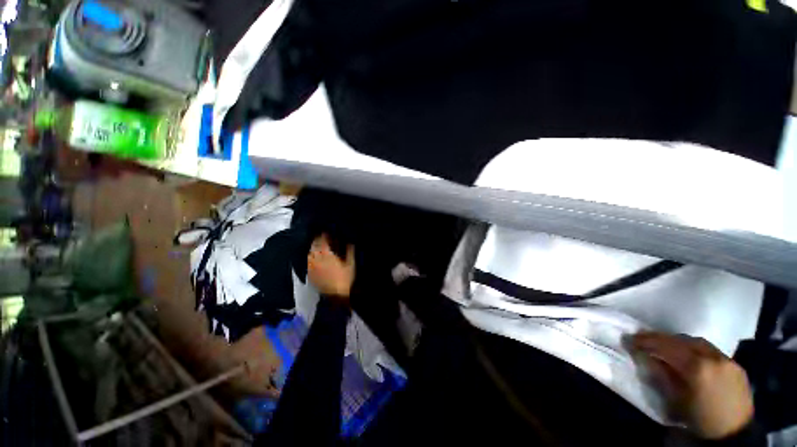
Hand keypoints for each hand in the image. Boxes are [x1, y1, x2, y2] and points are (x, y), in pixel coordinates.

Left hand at [307, 234, 354, 299]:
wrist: (336, 294)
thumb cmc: (345, 278)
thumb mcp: (351, 264)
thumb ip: (350, 251)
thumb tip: (349, 242)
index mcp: (328, 256)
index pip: (324, 242)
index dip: (324, 236)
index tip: (325, 231)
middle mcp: (318, 260)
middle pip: (314, 246)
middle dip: (316, 240)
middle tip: (318, 236)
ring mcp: (313, 267)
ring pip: (309, 254)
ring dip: (312, 248)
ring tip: (314, 244)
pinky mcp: (310, 274)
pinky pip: (307, 263)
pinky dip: (309, 257)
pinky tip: (311, 256)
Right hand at [631, 332, 753, 438]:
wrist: (734, 433)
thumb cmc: (699, 418)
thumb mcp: (675, 400)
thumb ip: (661, 375)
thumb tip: (645, 356)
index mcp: (696, 367)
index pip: (666, 346)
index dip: (645, 341)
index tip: (629, 339)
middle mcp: (712, 357)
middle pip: (682, 340)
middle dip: (660, 338)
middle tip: (644, 339)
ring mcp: (726, 359)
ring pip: (697, 341)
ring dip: (678, 341)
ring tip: (665, 345)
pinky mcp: (735, 363)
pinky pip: (710, 349)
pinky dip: (694, 347)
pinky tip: (689, 354)